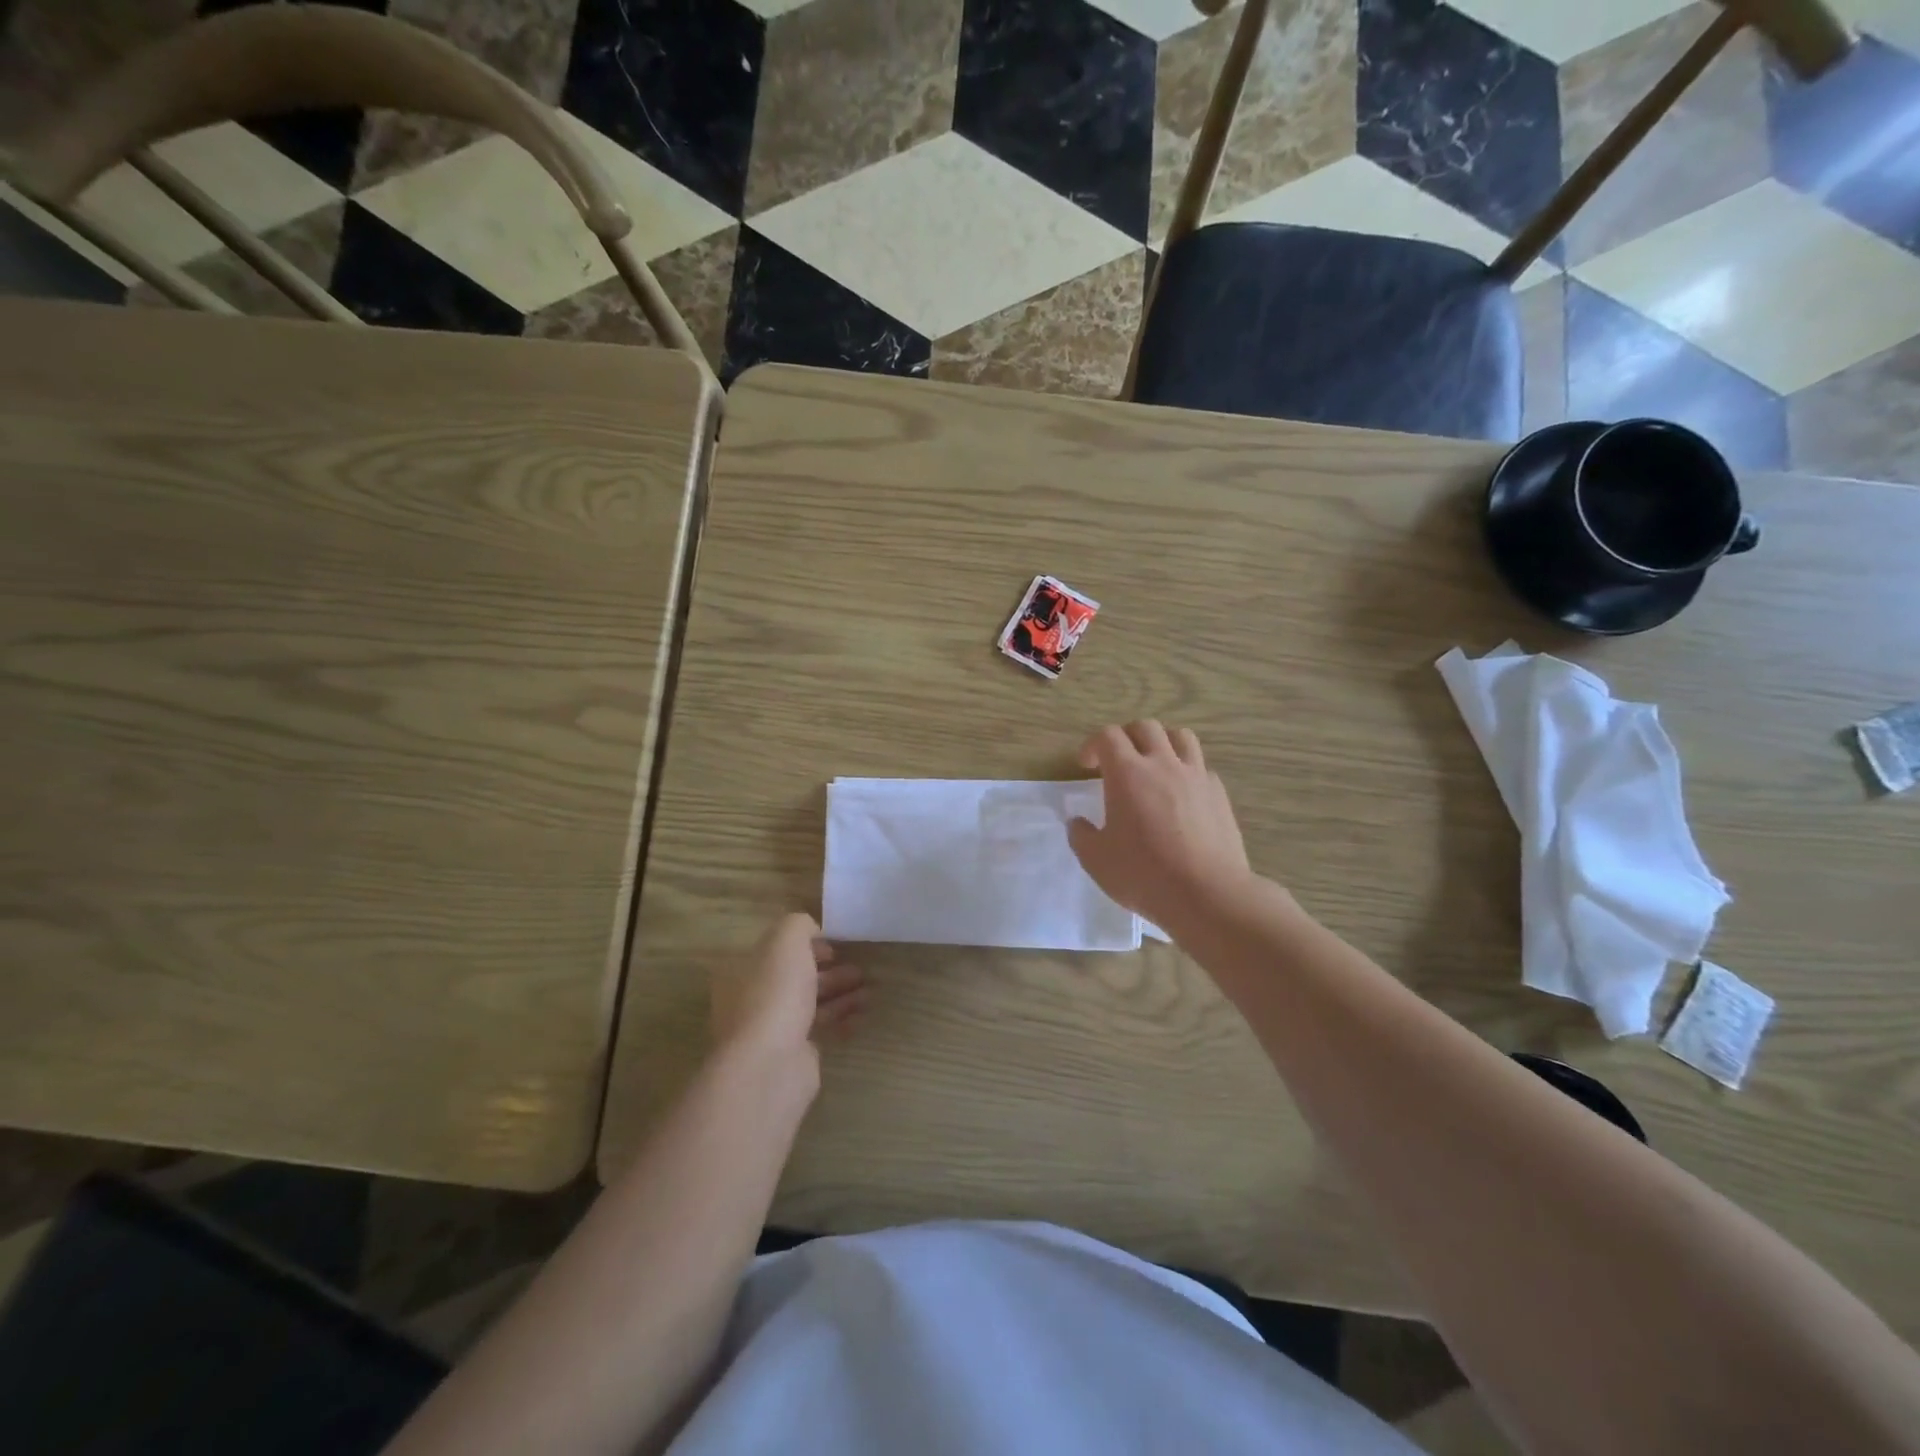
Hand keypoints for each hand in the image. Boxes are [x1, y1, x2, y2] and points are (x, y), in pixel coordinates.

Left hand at [711, 913, 865, 1083]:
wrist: (770, 1064)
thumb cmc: (775, 993)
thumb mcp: (786, 940)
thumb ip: (799, 925)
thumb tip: (812, 932)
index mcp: (743, 970)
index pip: (776, 950)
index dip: (806, 944)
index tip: (834, 945)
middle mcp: (752, 998)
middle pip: (796, 977)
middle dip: (829, 971)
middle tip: (859, 969)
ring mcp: (771, 1029)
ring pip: (810, 1003)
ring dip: (840, 994)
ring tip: (870, 991)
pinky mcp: (791, 1054)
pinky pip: (820, 1029)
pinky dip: (841, 1019)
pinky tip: (862, 1015)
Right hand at [1067, 721, 1258, 935]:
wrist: (1207, 894)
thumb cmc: (1144, 874)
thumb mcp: (1096, 860)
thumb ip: (1082, 836)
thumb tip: (1078, 822)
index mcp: (1127, 773)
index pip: (1108, 736)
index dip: (1093, 745)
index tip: (1086, 765)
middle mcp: (1163, 764)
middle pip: (1145, 727)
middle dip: (1126, 736)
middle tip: (1117, 760)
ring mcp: (1196, 776)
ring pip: (1180, 736)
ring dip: (1162, 742)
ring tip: (1154, 764)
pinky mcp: (1219, 794)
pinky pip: (1201, 767)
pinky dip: (1186, 770)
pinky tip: (1181, 795)